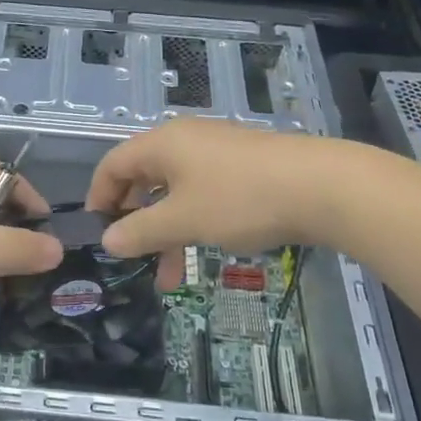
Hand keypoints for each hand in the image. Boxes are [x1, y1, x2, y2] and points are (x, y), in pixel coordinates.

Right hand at [86, 119, 339, 282]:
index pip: (113, 164)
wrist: (321, 187)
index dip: (99, 198)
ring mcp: (217, 152)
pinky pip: (203, 193)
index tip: (98, 234)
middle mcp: (185, 141)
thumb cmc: (240, 200)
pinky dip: (195, 222)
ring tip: (172, 279)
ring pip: (176, 193)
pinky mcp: (243, 166)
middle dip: (136, 223)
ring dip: (168, 233)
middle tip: (134, 260)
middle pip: (144, 179)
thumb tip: (108, 240)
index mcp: (162, 144)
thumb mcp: (183, 221)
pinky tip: (206, 251)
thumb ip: (140, 231)